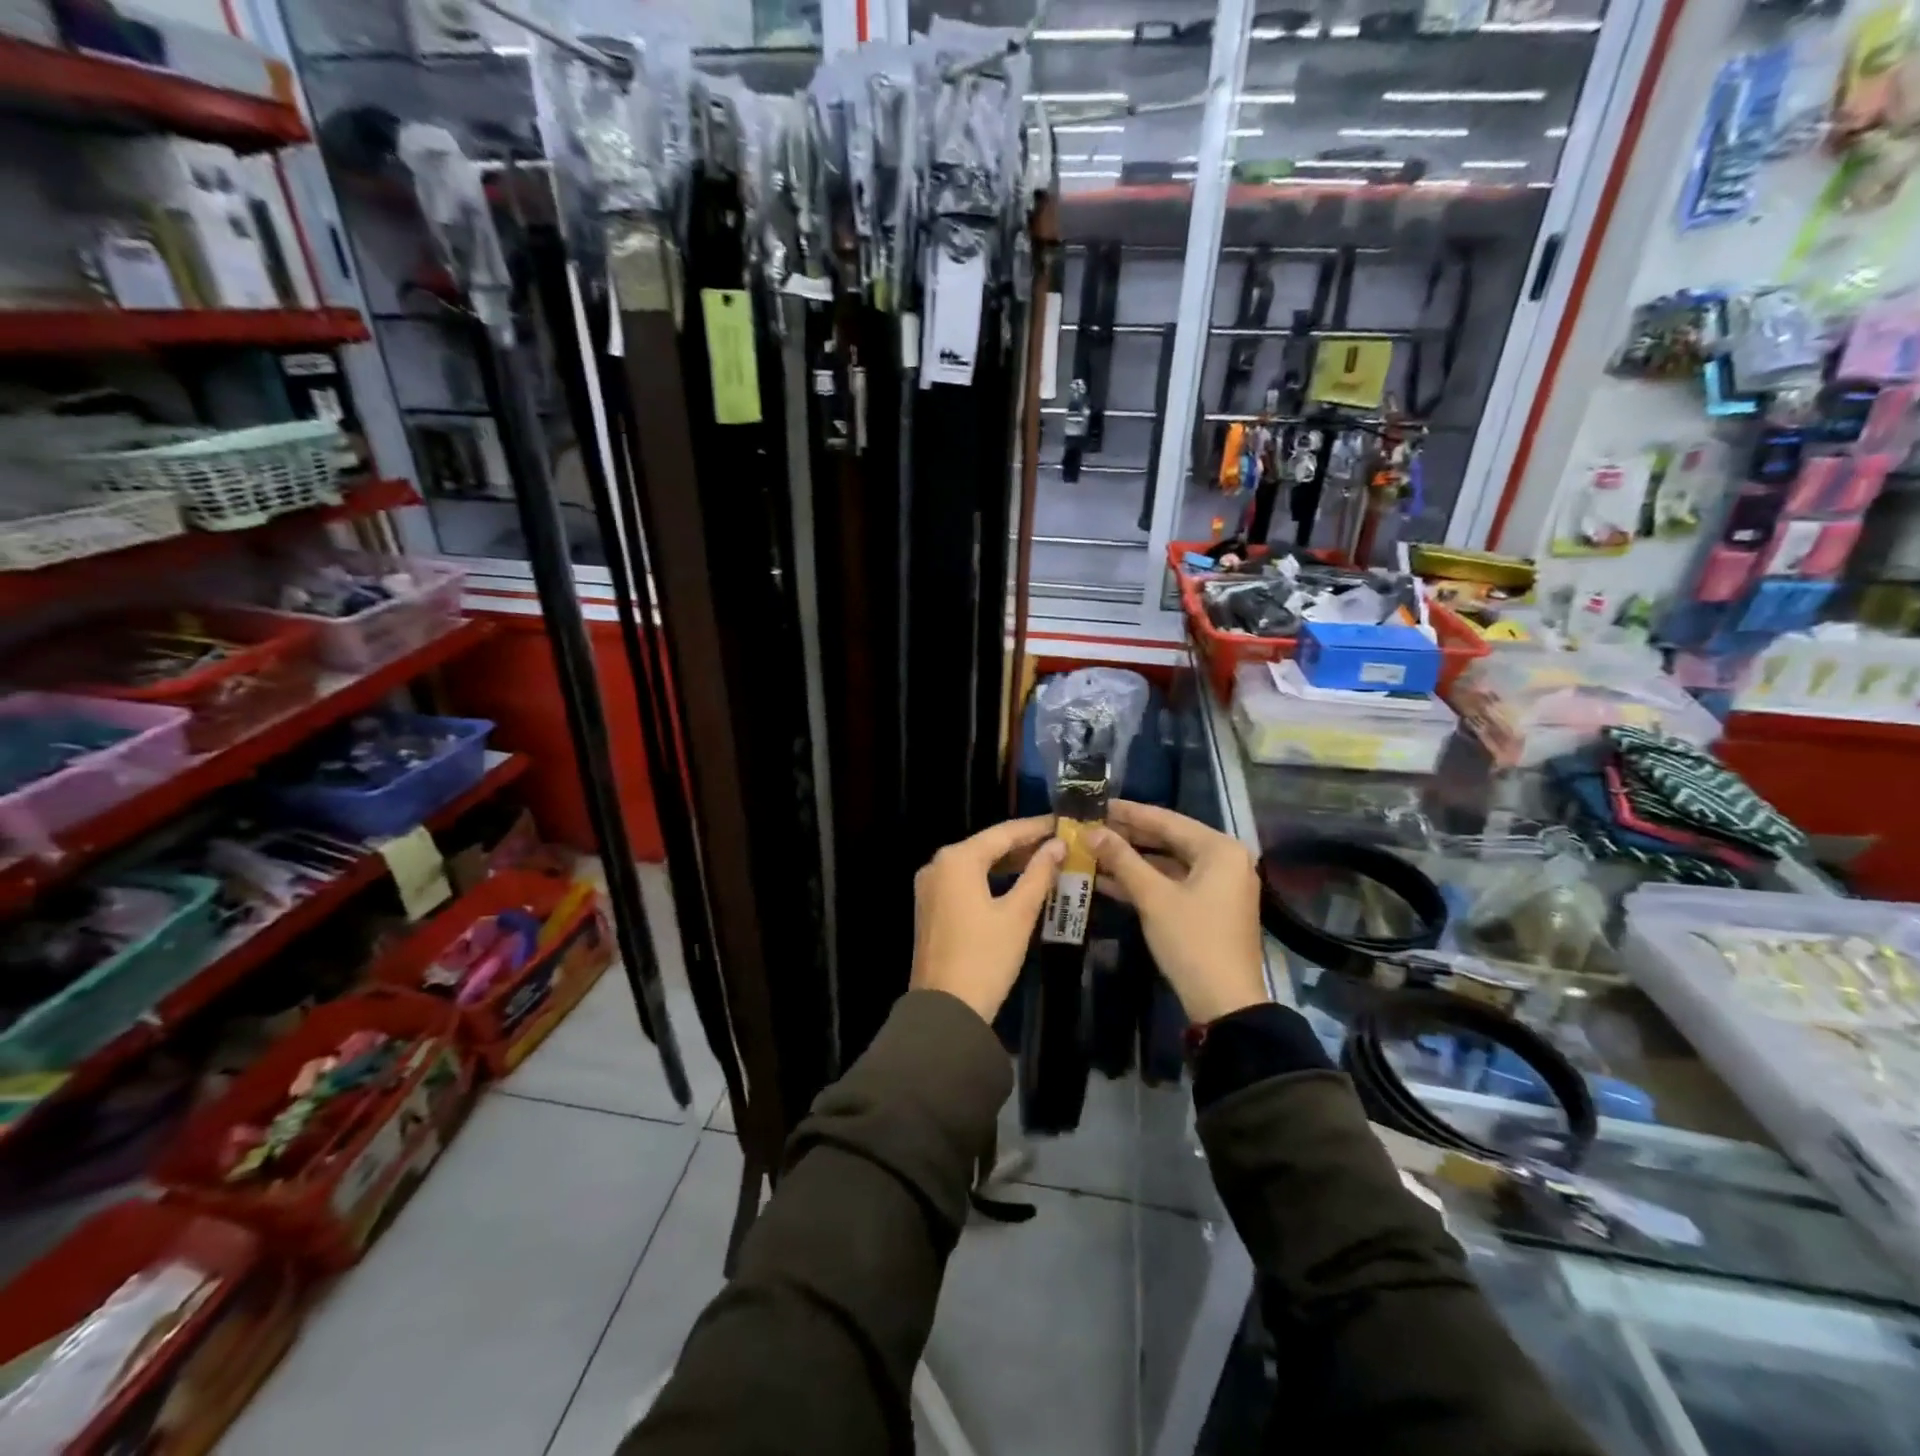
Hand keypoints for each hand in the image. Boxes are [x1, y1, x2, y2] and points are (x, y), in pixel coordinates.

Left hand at [910, 817, 1064, 1023]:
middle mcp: (938, 865)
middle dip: (1023, 845)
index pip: (1003, 833)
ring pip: (976, 864)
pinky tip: (1017, 884)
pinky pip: (965, 882)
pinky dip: (991, 879)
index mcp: (957, 859)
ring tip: (1046, 861)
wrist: (945, 1010)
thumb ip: (1039, 874)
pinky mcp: (931, 907)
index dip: (1036, 827)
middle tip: (1060, 843)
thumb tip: (1057, 845)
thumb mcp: (1018, 914)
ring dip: (1009, 863)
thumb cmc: (986, 958)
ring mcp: (930, 887)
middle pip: (987, 845)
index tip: (1064, 823)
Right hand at [1089, 801, 1270, 1023]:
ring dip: (1132, 861)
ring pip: (1168, 863)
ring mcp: (1219, 886)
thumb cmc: (1192, 941)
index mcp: (1219, 849)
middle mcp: (1225, 860)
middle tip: (1090, 826)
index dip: (1129, 813)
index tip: (1097, 803)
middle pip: (1168, 839)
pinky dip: (1144, 882)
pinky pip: (1173, 883)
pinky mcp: (1210, 908)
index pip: (1166, 820)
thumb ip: (1122, 859)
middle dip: (1127, 836)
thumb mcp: (1153, 897)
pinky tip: (1107, 880)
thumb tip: (1090, 831)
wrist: (1225, 1003)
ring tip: (1092, 851)